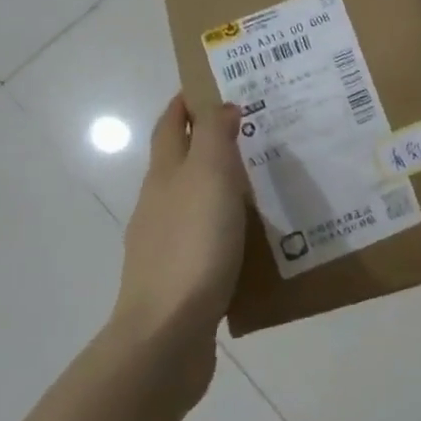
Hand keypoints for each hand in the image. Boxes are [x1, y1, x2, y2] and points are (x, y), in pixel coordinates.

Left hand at [111, 96, 249, 377]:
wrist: (166, 336)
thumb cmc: (192, 245)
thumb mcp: (208, 176)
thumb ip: (213, 135)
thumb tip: (220, 105)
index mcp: (165, 175)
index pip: (170, 125)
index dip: (185, 102)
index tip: (213, 84)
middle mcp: (159, 204)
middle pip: (180, 160)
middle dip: (207, 139)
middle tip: (252, 128)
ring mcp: (166, 244)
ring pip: (194, 200)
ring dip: (220, 184)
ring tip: (261, 180)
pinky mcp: (181, 280)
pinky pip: (206, 239)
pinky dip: (225, 226)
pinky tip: (251, 237)